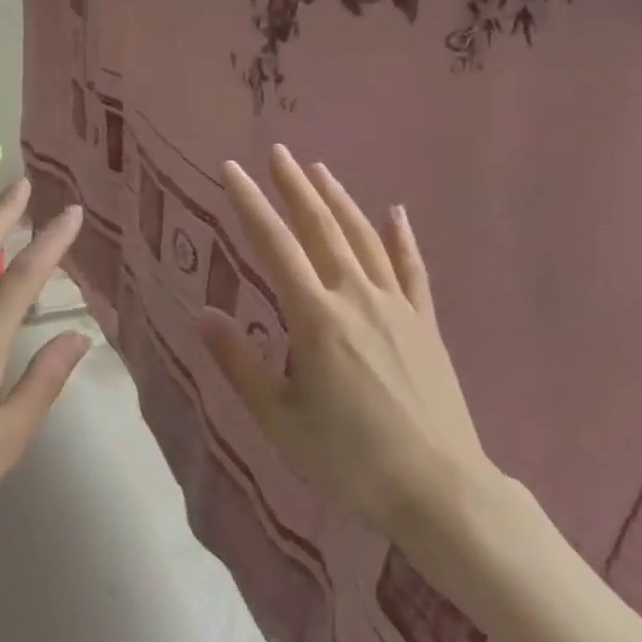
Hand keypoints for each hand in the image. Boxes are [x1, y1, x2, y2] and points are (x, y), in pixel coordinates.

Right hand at [197, 145, 495, 539]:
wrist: (438, 489)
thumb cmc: (349, 459)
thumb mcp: (279, 419)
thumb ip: (239, 363)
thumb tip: (203, 314)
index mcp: (315, 318)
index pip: (274, 245)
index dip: (250, 203)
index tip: (231, 169)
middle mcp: (355, 297)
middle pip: (321, 228)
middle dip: (295, 187)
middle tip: (278, 152)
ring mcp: (396, 306)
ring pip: (363, 239)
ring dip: (339, 201)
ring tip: (320, 170)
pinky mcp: (424, 323)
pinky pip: (412, 269)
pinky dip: (401, 238)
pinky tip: (395, 213)